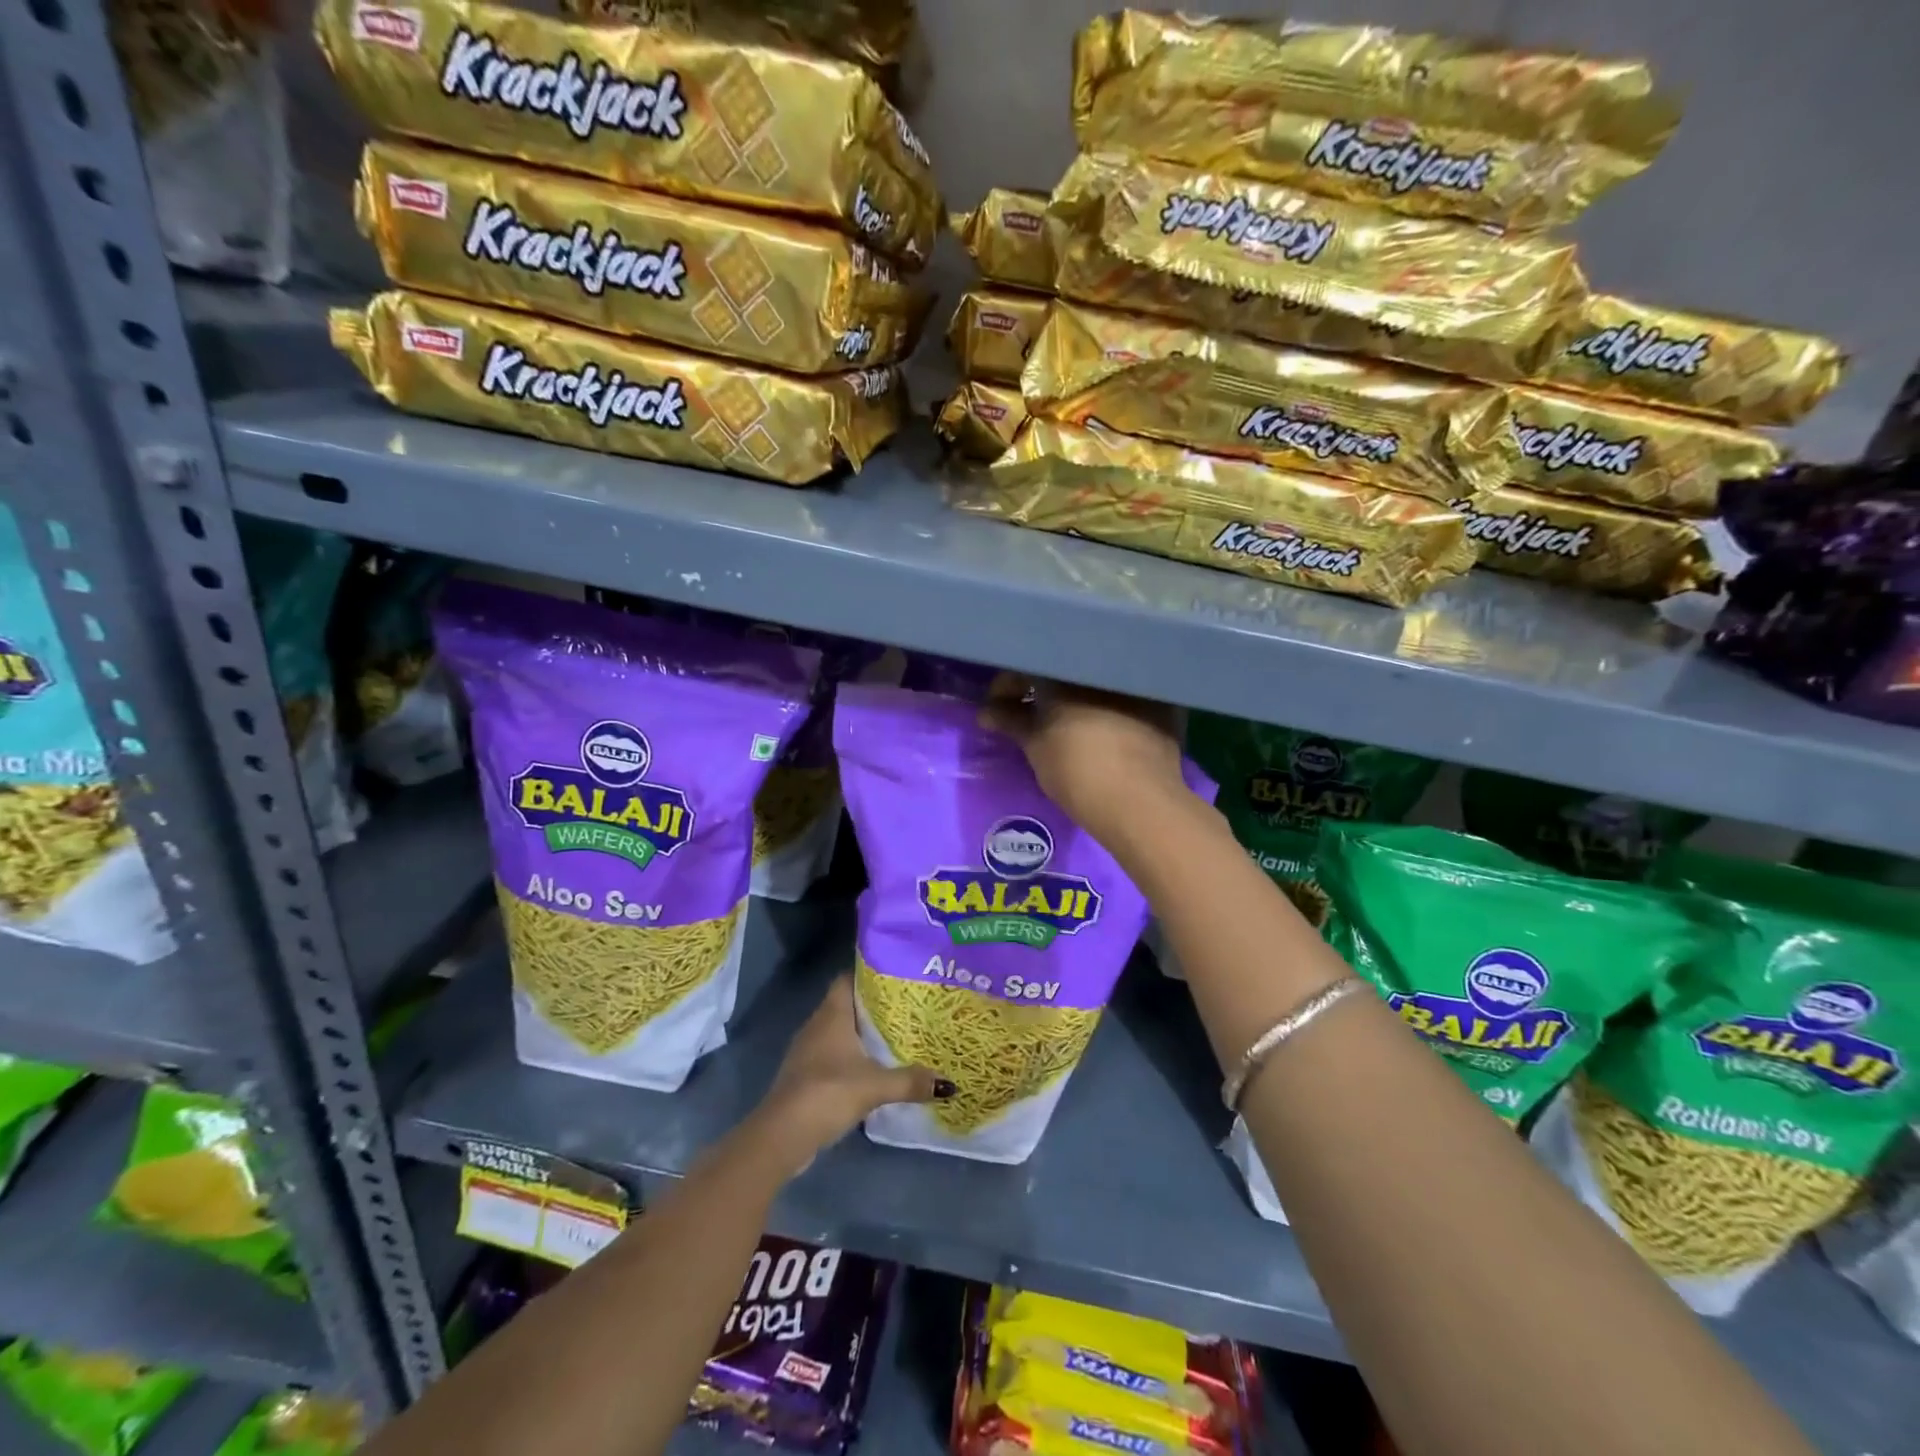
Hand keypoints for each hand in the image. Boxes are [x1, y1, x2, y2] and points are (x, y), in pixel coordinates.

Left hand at [753, 975, 949, 1173]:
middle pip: (847, 1004)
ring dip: (863, 1034)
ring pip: (840, 1031)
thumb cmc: (827, 1092)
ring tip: (897, 1036)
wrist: (782, 1135)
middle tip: (908, 1008)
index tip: (898, 978)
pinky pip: (834, 1055)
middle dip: (874, 1006)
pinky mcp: (806, 1075)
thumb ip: (910, 1081)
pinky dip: (852, 1057)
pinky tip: (873, 1068)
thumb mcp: (875, 1086)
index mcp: (832, 1013)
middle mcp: (817, 1025)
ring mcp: (808, 1051)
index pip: (848, 979)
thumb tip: (948, 1083)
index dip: (870, 975)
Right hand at [980, 675, 1187, 844]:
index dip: (1009, 685)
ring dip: (1079, 695)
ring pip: (1098, 681)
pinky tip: (1104, 726)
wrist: (1140, 802)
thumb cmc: (1077, 770)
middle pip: (1065, 668)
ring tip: (1067, 720)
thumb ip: (1011, 721)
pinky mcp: (1164, 704)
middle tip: (1032, 712)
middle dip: (1045, 687)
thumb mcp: (1035, 747)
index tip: (1000, 706)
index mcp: (1068, 668)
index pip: (1028, 664)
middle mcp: (1105, 665)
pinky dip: (1110, 706)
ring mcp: (1139, 683)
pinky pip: (1127, 696)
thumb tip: (987, 711)